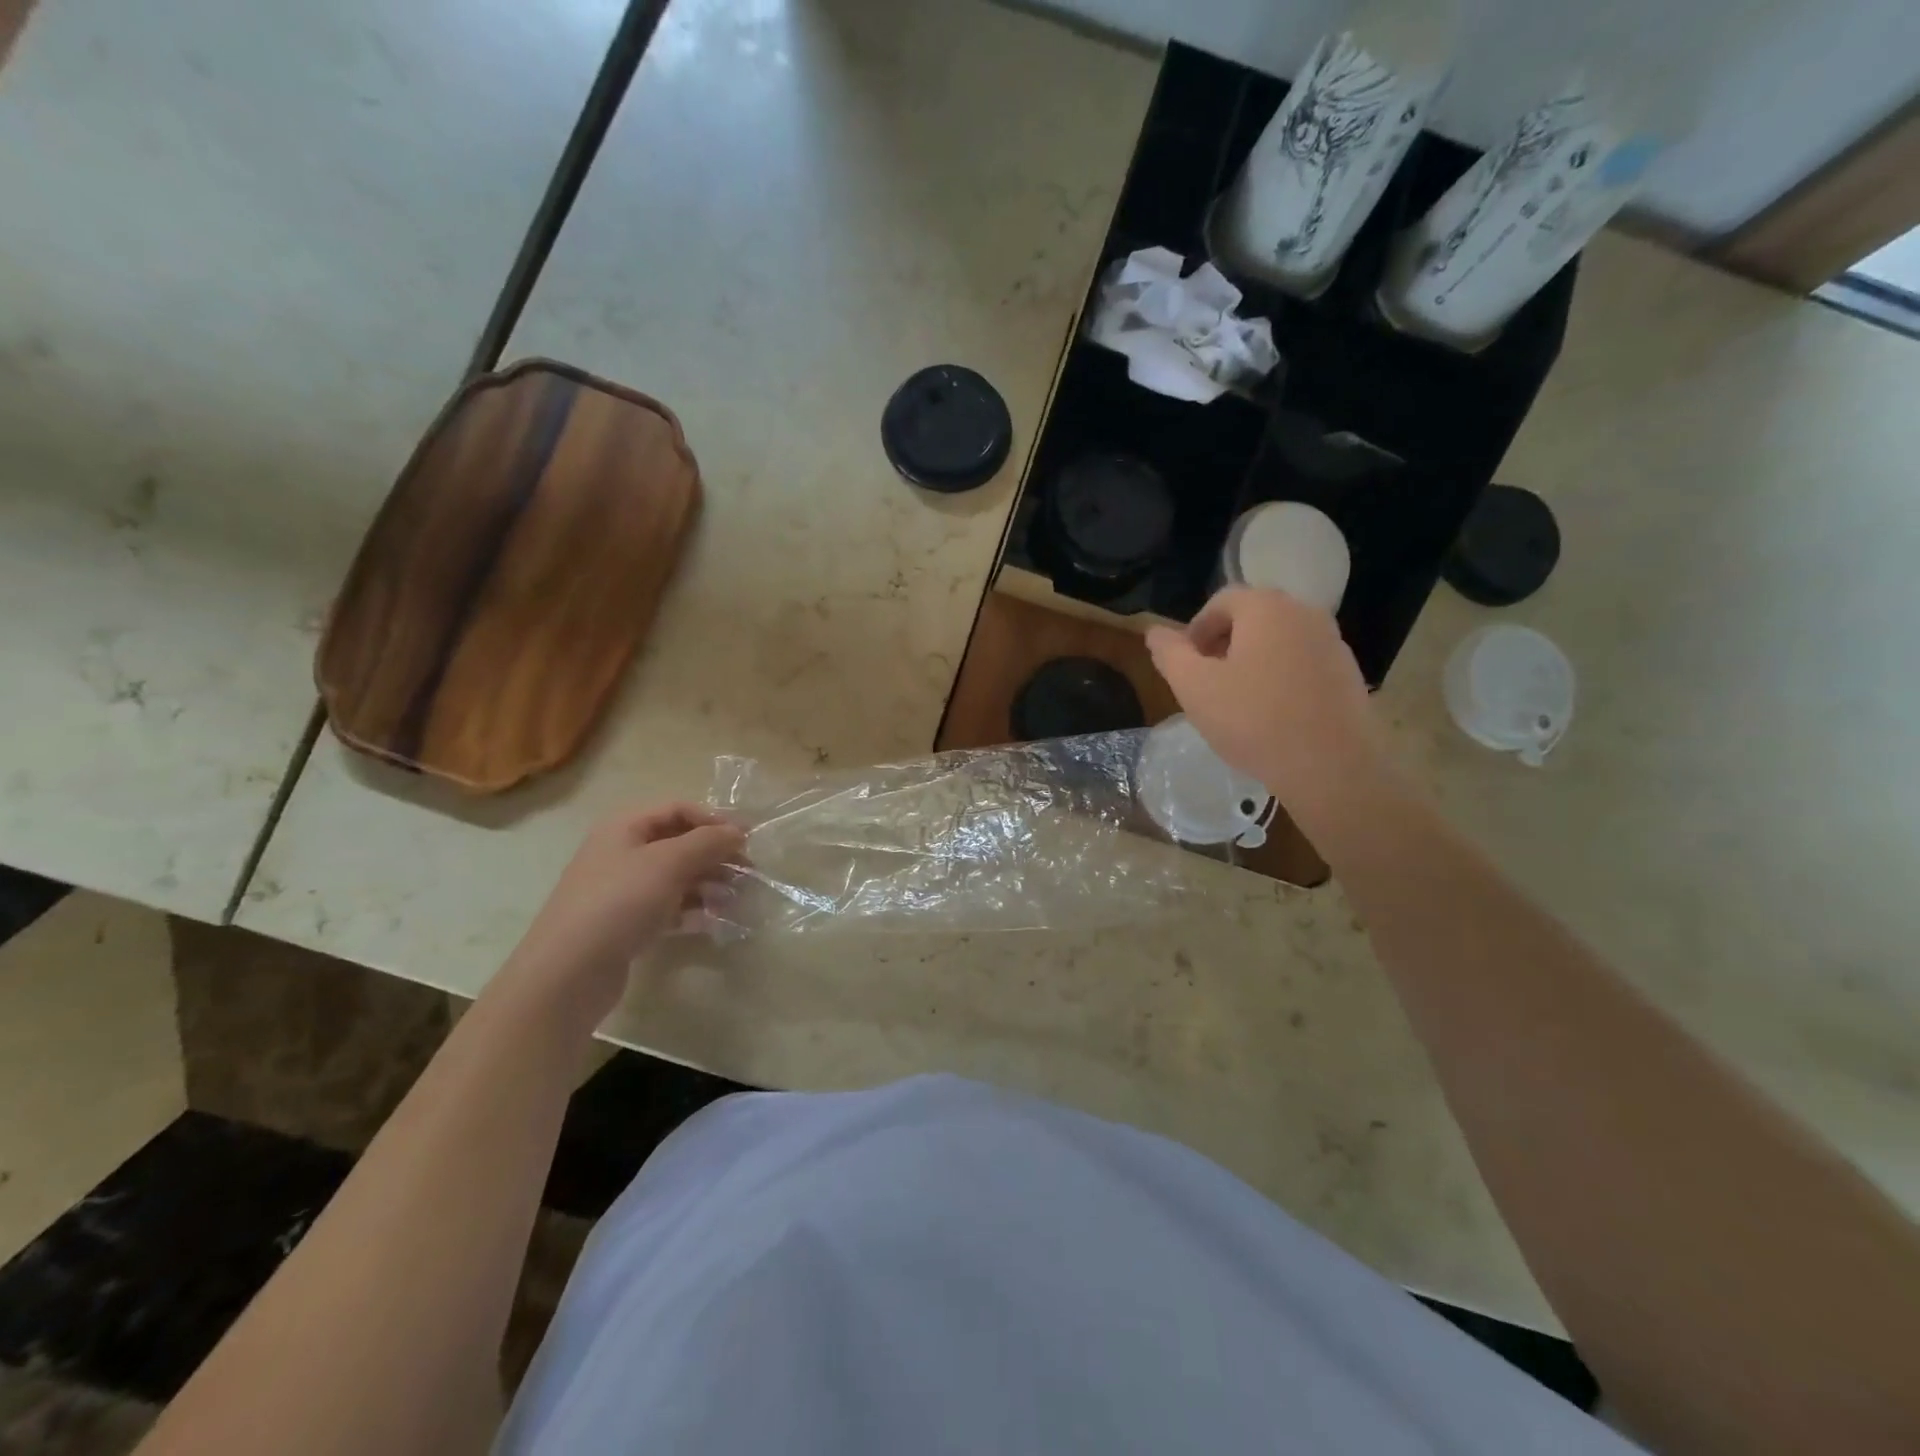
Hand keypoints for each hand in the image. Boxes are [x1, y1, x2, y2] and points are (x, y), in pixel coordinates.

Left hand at [503, 803, 745, 1026]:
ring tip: (735, 900)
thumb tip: (737, 832)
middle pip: (679, 843)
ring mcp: (623, 890)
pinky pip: (668, 907)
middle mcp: (622, 853)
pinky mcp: (626, 923)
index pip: (678, 809)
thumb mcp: (669, 863)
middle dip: (715, 855)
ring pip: (677, 877)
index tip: (747, 839)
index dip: (714, 820)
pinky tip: (713, 922)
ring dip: (709, 884)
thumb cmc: (620, 902)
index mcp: (625, 827)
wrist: (568, 972)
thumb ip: (708, 842)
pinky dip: (693, 910)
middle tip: (749, 872)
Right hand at [1146, 587, 1382, 825]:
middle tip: (1207, 683)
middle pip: (1253, 618)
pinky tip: (1272, 714)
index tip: (1185, 666)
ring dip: (1252, 661)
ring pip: (1279, 641)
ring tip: (1238, 702)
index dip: (1196, 630)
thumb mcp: (1194, 687)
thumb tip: (1155, 633)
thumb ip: (1169, 654)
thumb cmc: (1253, 720)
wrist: (1331, 766)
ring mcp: (1332, 642)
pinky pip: (1302, 663)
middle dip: (1223, 644)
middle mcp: (1304, 613)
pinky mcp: (1348, 673)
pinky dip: (1281, 677)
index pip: (1221, 601)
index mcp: (1266, 607)